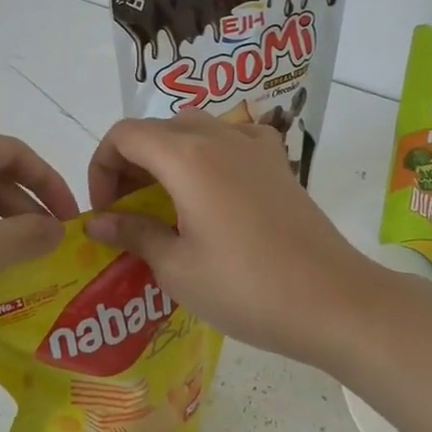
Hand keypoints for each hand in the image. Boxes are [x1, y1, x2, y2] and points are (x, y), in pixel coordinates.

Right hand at [84, 113, 426, 367]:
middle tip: (127, 211)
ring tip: (164, 203)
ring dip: (166, 158)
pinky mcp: (278, 163)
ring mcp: (254, 146)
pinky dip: (208, 155)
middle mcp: (219, 136)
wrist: (333, 301)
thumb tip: (97, 222)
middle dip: (130, 164)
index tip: (106, 211)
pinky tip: (211, 190)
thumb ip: (133, 234)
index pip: (124, 135)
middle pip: (157, 129)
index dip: (102, 167)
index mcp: (186, 156)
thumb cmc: (246, 287)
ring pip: (193, 130)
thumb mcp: (177, 267)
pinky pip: (231, 139)